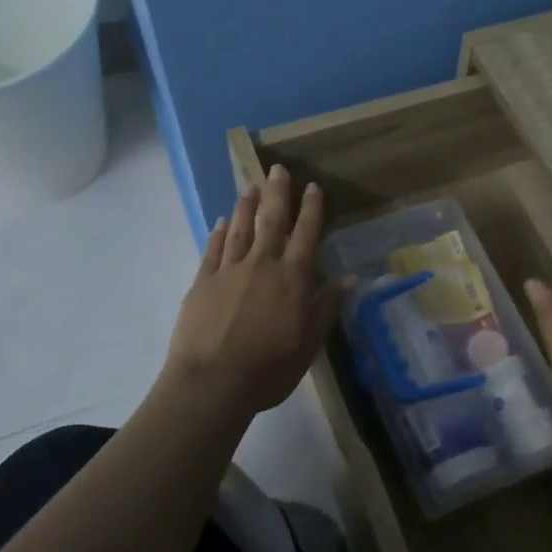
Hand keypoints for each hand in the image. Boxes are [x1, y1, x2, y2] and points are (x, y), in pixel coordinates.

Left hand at [163, 166, 346, 417]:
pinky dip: (219, 233)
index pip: (306, 235)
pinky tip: (222, 222)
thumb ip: (326, 306)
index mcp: (292, 278)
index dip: (311, 209)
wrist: (211, 383)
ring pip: (240, 229)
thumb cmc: (269, 368)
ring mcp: (228, 271)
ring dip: (247, 206)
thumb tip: (349, 278)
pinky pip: (213, 249)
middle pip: (271, 221)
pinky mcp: (202, 283)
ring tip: (250, 186)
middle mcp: (262, 265)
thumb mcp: (309, 343)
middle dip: (277, 194)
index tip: (312, 186)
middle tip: (277, 169)